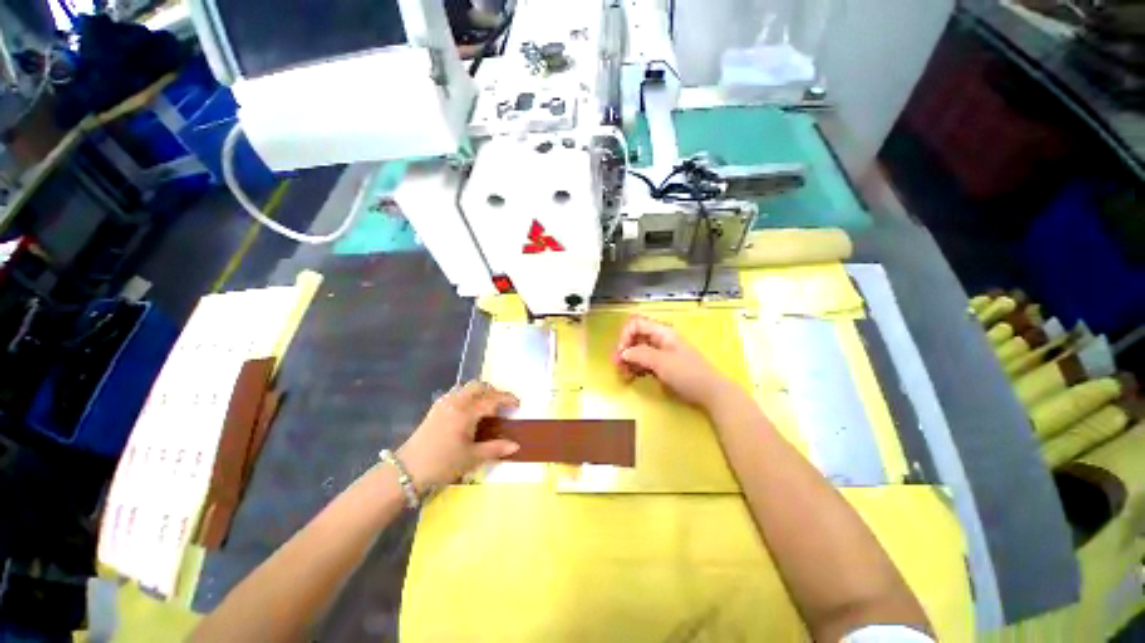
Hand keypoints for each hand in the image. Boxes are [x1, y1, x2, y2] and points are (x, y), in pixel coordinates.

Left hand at [397, 382, 520, 492]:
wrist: (407, 470)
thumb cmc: (442, 463)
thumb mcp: (471, 458)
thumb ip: (495, 449)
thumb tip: (516, 445)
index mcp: (466, 412)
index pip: (492, 399)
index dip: (507, 399)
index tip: (518, 404)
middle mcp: (456, 402)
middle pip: (479, 386)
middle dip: (493, 392)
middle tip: (501, 405)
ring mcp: (444, 403)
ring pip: (467, 388)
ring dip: (480, 392)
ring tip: (487, 407)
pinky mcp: (436, 408)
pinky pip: (456, 393)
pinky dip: (468, 396)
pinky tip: (469, 410)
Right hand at [614, 316, 734, 408]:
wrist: (709, 393)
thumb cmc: (687, 374)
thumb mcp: (662, 362)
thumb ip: (640, 354)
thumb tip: (623, 353)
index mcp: (662, 333)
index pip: (636, 324)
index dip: (626, 335)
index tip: (621, 352)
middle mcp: (659, 340)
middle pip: (635, 337)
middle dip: (624, 350)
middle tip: (617, 366)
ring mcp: (660, 353)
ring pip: (637, 351)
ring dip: (627, 361)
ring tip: (623, 375)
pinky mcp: (661, 366)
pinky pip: (642, 362)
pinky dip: (634, 368)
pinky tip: (631, 377)